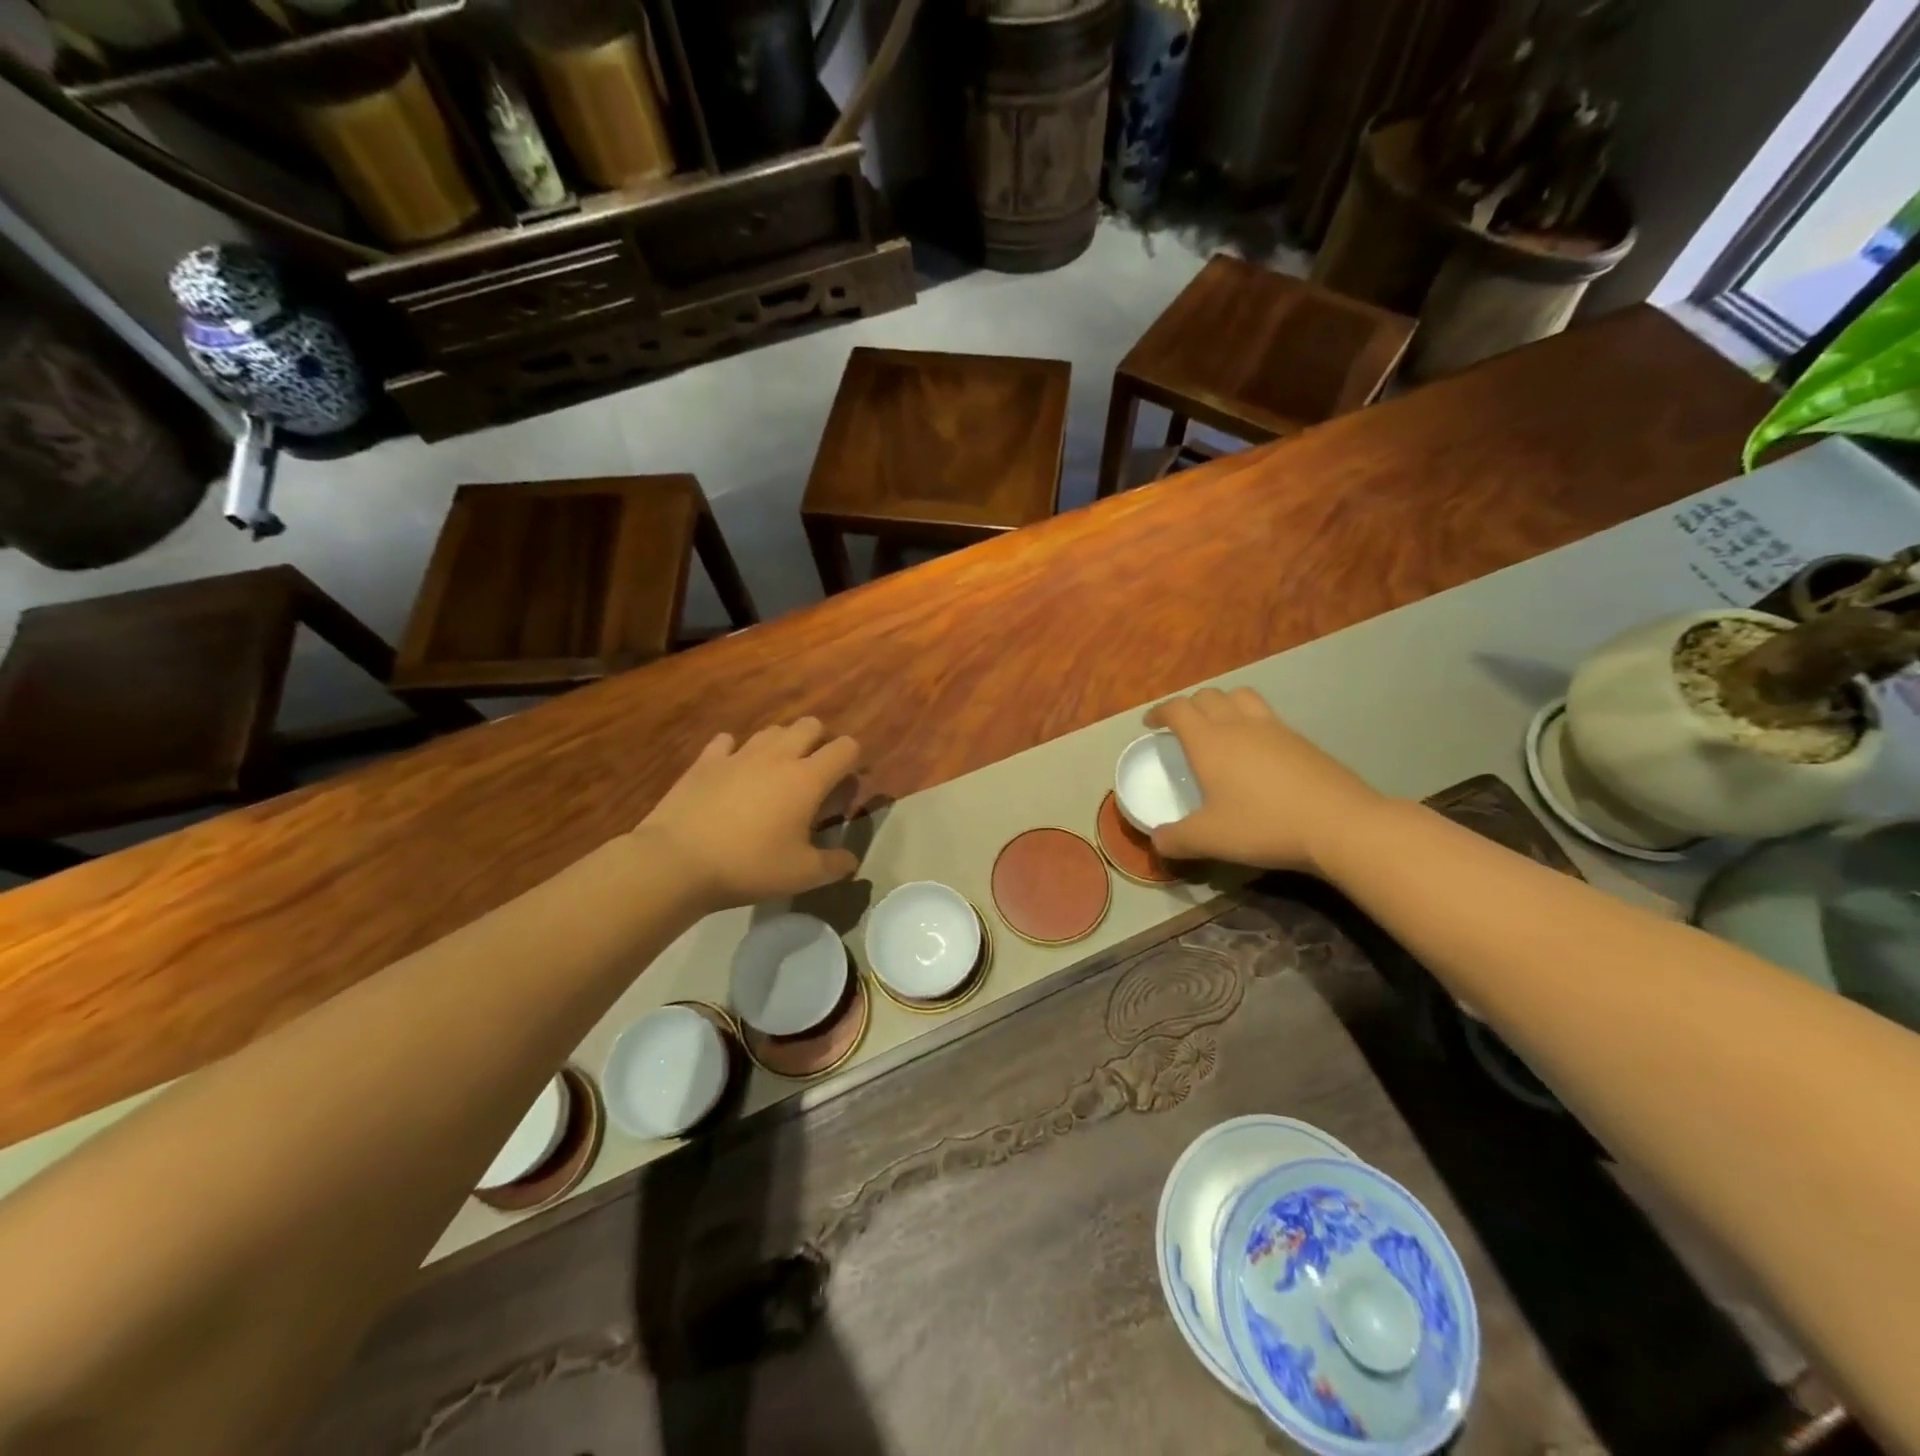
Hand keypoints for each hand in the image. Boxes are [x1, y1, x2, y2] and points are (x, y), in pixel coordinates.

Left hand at [633, 719, 860, 911]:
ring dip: (782, 745)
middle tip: (814, 776)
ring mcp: (738, 755)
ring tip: (776, 775)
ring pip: (772, 730)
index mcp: (807, 779)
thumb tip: (851, 859)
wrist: (677, 861)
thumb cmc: (748, 866)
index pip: (846, 748)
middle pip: (810, 725)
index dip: (854, 762)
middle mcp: (777, 756)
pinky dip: (735, 751)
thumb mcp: (802, 876)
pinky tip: (733, 772)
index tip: (847, 788)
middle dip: (820, 742)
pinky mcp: (705, 762)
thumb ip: (835, 864)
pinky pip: (726, 742)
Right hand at [1145, 688, 1384, 874]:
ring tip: (1218, 725)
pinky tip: (1255, 748)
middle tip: (1181, 726)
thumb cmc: (1263, 825)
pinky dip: (1251, 719)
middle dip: (1189, 705)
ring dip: (1222, 703)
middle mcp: (1238, 725)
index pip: (1178, 709)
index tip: (1150, 724)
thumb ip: (1176, 839)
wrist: (1338, 823)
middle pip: (1208, 695)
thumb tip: (1157, 840)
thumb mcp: (1210, 839)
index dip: (1160, 711)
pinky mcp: (1300, 739)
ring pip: (1240, 696)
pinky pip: (1267, 714)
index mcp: (1208, 741)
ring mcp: (1273, 728)